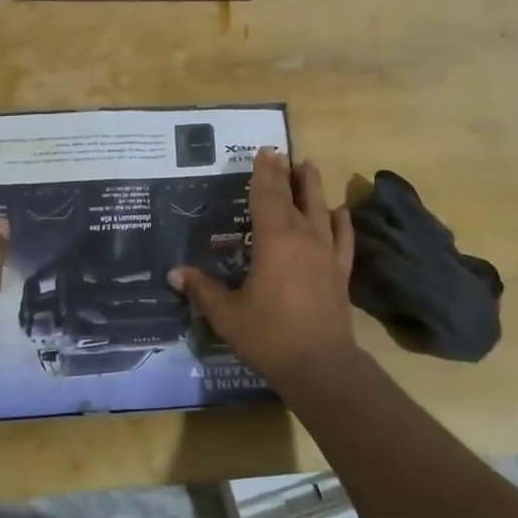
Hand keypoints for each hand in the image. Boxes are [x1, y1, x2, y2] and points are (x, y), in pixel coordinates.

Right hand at [168, 148, 358, 382]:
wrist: (320, 366)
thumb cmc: (269, 336)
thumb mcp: (227, 314)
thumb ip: (203, 289)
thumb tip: (174, 273)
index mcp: (274, 241)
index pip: (266, 198)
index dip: (263, 174)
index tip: (264, 152)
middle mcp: (302, 239)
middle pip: (293, 198)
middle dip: (285, 174)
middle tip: (281, 153)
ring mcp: (325, 254)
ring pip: (320, 211)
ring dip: (314, 187)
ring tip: (310, 166)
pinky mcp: (340, 273)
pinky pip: (343, 239)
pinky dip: (342, 222)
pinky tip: (340, 212)